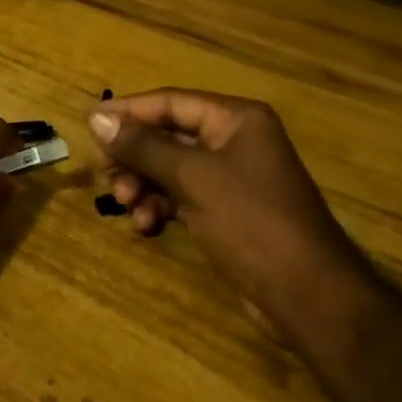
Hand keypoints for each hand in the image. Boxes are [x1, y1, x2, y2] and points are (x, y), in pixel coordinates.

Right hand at [88, 88, 362, 331]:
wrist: (310, 299)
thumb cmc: (252, 222)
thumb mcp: (192, 178)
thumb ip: (143, 146)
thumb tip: (97, 118)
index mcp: (235, 119)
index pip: (171, 103)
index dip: (129, 112)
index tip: (91, 125)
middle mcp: (234, 140)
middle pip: (167, 136)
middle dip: (135, 157)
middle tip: (106, 176)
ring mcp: (232, 178)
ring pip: (171, 168)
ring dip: (144, 184)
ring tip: (128, 206)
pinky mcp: (228, 212)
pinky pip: (182, 196)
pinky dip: (161, 206)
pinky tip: (147, 227)